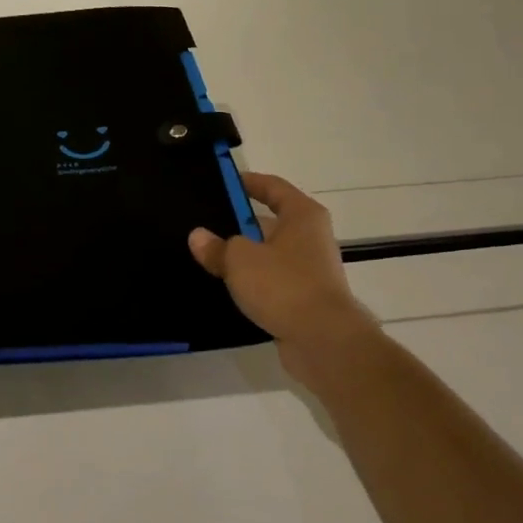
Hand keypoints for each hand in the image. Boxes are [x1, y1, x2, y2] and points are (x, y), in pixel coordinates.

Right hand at [189, 172, 376, 378]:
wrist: (323, 340)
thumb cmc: (284, 285)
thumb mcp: (240, 260)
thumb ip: (217, 246)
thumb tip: (198, 237)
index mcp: (303, 216)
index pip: (273, 187)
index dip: (248, 182)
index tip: (223, 183)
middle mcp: (311, 238)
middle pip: (270, 222)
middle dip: (239, 224)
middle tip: (205, 224)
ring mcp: (309, 270)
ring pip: (269, 255)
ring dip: (244, 257)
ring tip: (208, 258)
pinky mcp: (304, 299)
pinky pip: (271, 282)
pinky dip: (252, 283)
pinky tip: (226, 289)